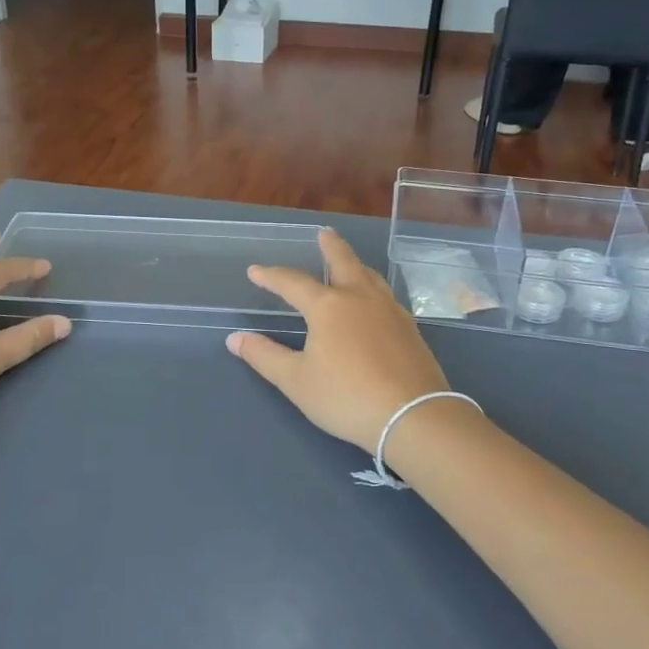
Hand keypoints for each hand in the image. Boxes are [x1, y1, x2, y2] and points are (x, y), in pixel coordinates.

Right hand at [226, 229, 448, 451]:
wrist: (413, 415)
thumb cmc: (346, 397)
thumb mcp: (296, 381)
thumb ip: (265, 356)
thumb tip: (235, 338)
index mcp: (328, 306)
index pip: (293, 283)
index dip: (271, 276)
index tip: (255, 271)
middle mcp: (360, 297)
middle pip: (343, 262)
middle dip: (330, 246)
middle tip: (324, 233)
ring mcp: (390, 310)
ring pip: (370, 276)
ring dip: (355, 264)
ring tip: (348, 263)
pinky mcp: (410, 327)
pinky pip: (386, 295)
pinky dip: (373, 288)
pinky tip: (375, 301)